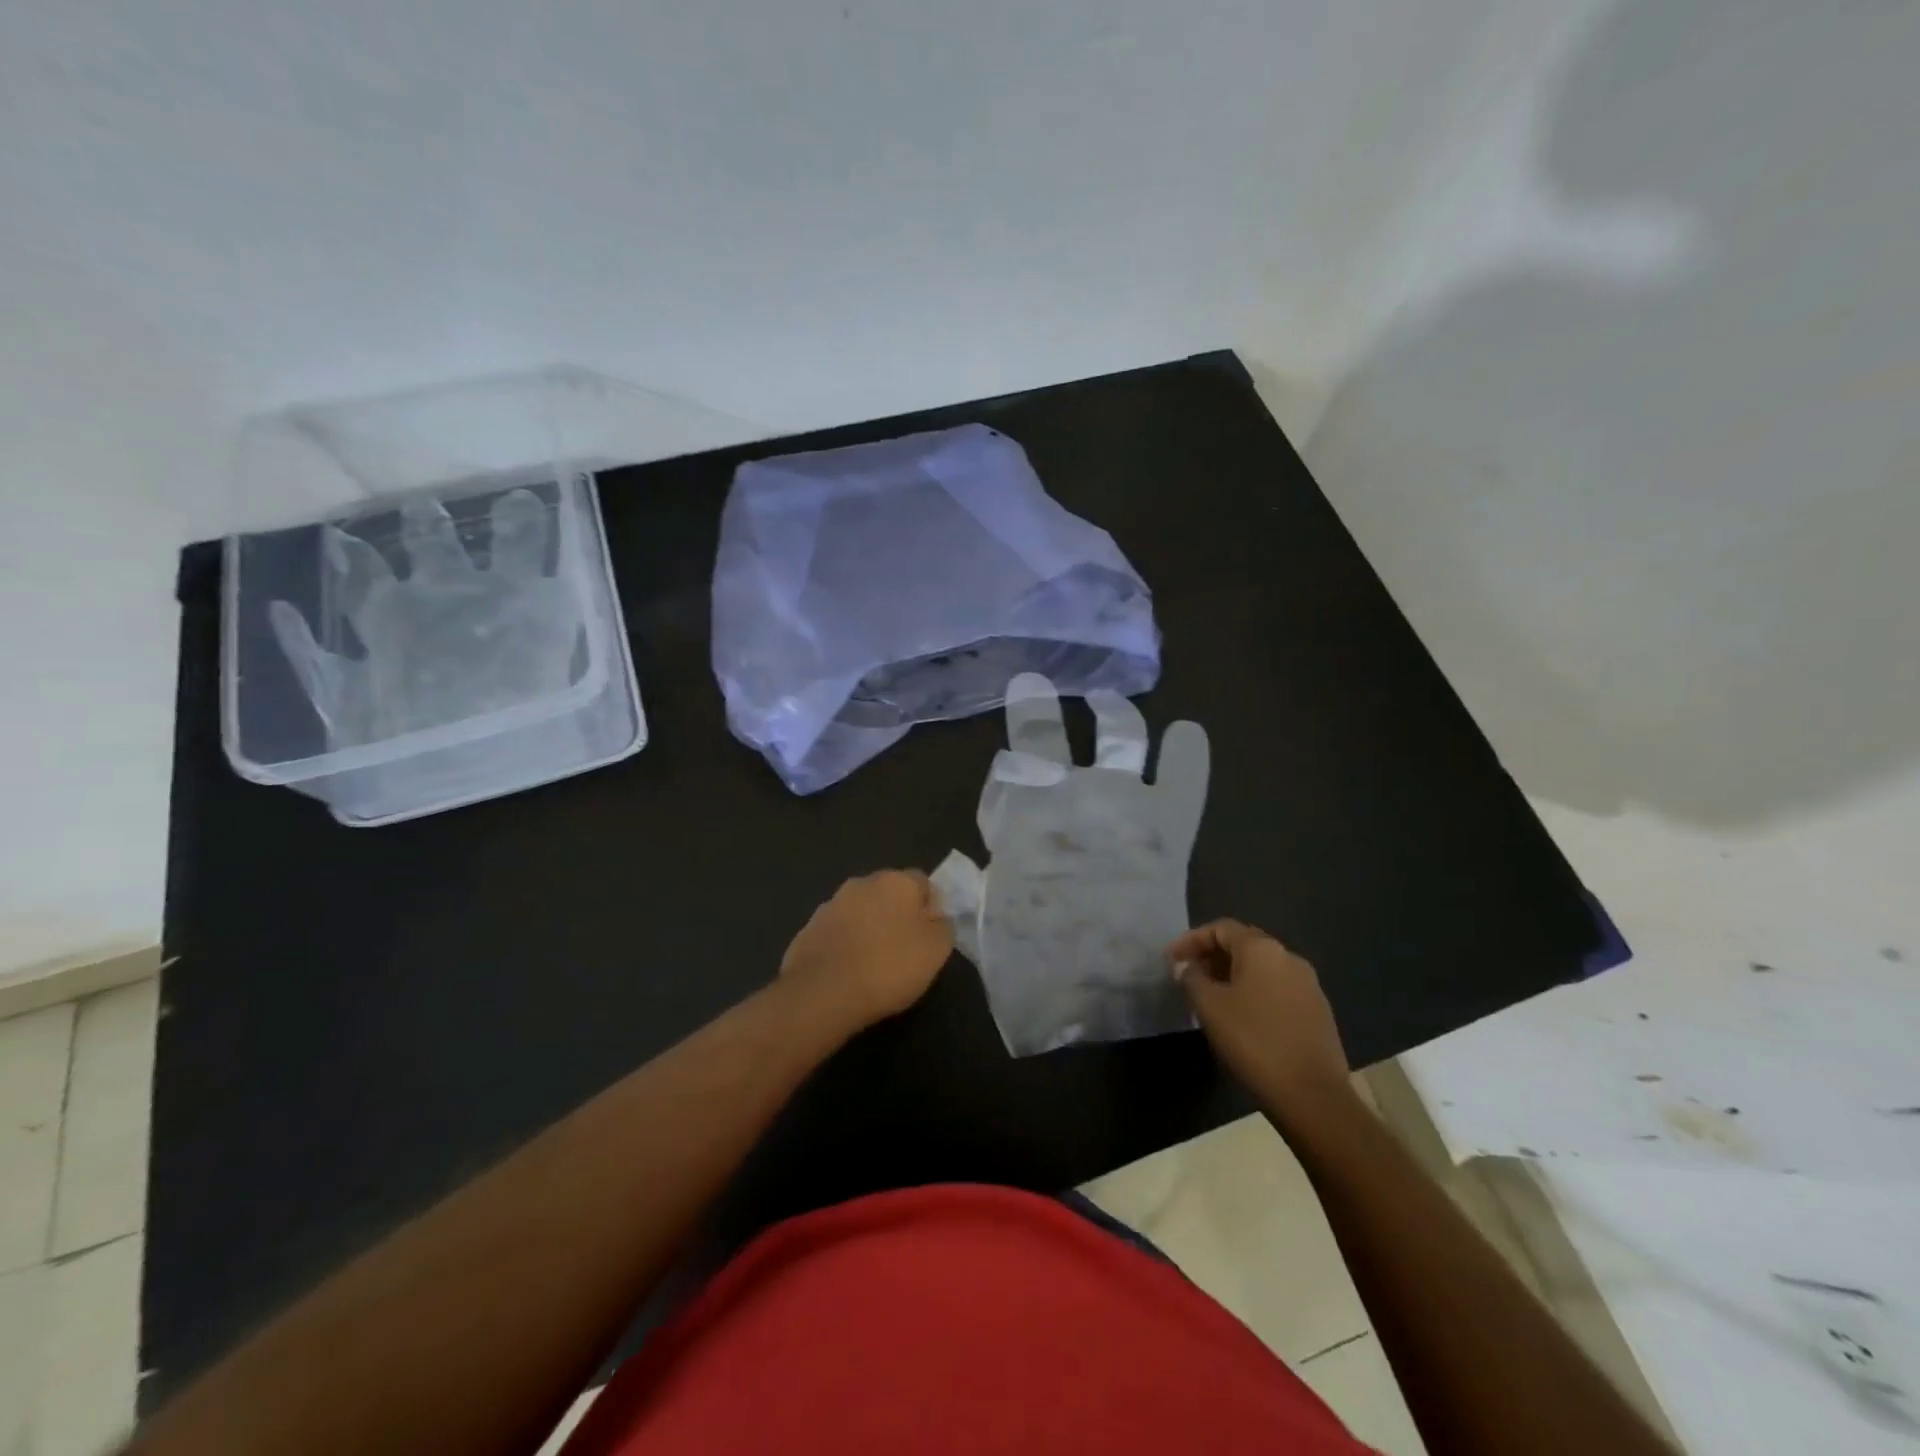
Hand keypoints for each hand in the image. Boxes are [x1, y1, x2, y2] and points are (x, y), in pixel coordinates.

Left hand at [780, 870, 953, 1030]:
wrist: (822, 992)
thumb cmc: (888, 966)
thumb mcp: (936, 950)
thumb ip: (943, 926)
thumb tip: (936, 917)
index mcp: (896, 881)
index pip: (923, 883)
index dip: (930, 908)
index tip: (931, 936)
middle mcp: (862, 883)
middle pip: (889, 894)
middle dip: (897, 915)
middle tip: (905, 950)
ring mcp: (831, 904)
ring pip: (860, 912)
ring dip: (869, 929)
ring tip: (874, 964)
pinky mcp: (808, 929)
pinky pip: (837, 932)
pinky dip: (845, 945)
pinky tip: (848, 972)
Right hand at [1168, 920, 1352, 1117]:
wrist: (1313, 1096)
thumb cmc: (1253, 1041)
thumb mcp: (1209, 1007)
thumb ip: (1192, 979)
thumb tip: (1187, 967)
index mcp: (1262, 949)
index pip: (1221, 928)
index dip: (1191, 939)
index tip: (1170, 960)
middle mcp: (1289, 958)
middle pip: (1243, 944)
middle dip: (1212, 956)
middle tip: (1188, 976)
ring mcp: (1309, 985)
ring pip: (1261, 968)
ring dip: (1232, 975)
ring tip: (1210, 997)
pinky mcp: (1318, 1011)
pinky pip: (1277, 989)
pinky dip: (1253, 993)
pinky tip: (1241, 1017)